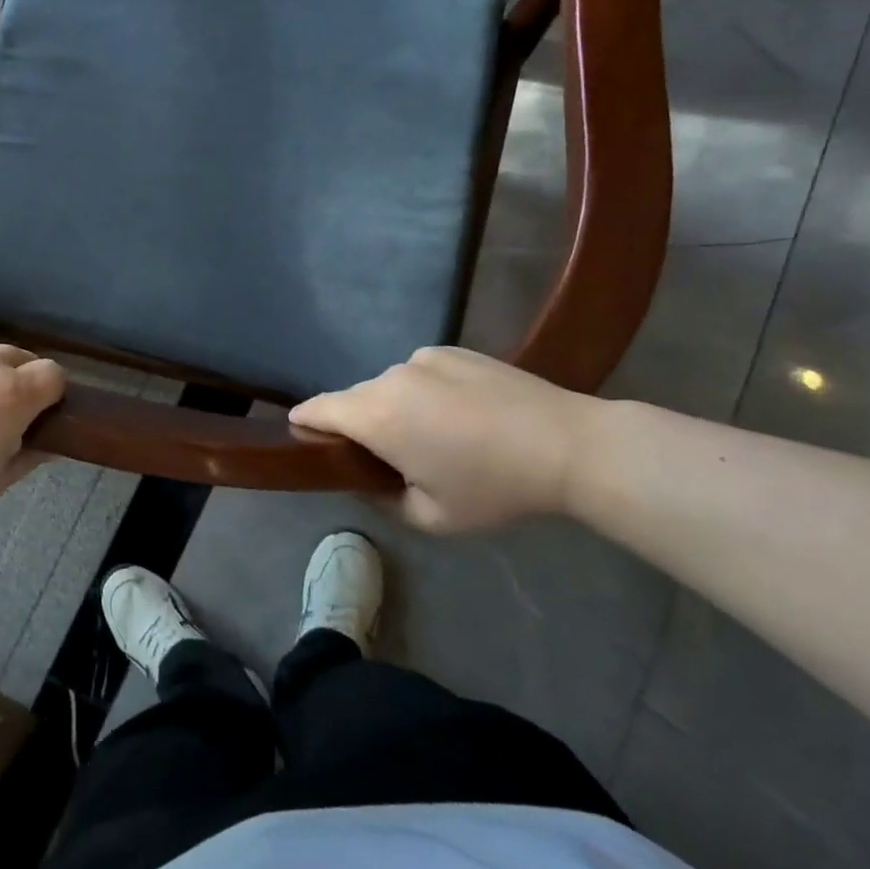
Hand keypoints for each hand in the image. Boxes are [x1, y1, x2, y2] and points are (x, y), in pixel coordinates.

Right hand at [289, 347, 601, 535]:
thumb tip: (364, 482)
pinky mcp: (450, 349)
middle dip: (357, 424)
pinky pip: (418, 372)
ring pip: (388, 385)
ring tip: (433, 435)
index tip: (303, 436)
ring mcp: (421, 358)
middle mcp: (389, 377)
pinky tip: (460, 412)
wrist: (566, 444)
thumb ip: (382, 501)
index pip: (317, 409)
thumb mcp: (432, 518)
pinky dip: (423, 391)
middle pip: (353, 398)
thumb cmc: (493, 487)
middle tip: (385, 456)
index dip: (304, 422)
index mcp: (376, 416)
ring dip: (393, 407)